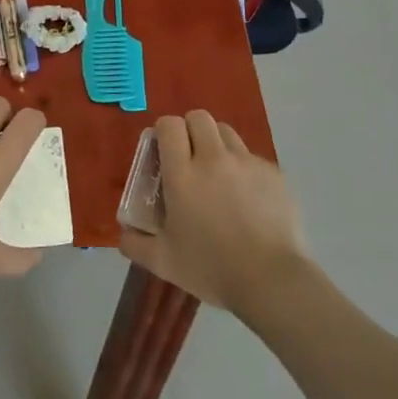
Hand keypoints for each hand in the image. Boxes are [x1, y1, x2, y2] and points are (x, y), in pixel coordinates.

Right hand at [117, 111, 307, 314]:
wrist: (272, 281)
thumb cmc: (211, 269)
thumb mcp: (163, 262)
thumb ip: (135, 243)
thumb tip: (124, 233)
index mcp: (183, 174)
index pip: (169, 125)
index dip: (164, 132)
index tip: (163, 151)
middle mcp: (213, 159)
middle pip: (199, 117)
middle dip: (190, 130)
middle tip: (189, 158)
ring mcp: (247, 163)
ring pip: (227, 132)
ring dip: (216, 144)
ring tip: (218, 174)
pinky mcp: (273, 173)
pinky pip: (252, 158)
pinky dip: (244, 169)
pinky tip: (247, 198)